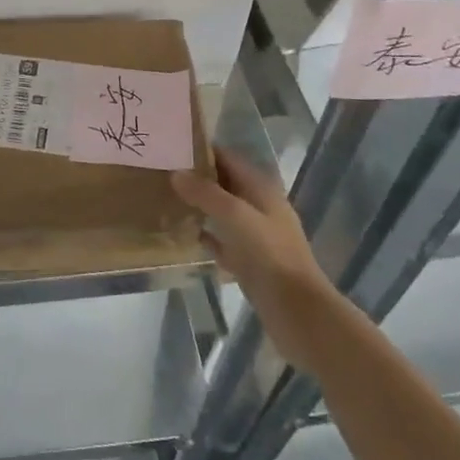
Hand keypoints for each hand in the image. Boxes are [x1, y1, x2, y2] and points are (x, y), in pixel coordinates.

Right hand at [172, 152, 331, 356]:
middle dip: (197, 177)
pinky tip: (183, 235)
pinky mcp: (249, 263)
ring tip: (165, 199)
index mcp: (261, 190)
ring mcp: (255, 237)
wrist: (298, 312)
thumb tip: (176, 173)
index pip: (229, 159)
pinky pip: (222, 241)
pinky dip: (205, 235)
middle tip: (161, 172)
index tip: (171, 146)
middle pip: (224, 184)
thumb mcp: (236, 216)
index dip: (203, 150)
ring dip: (199, 206)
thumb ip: (206, 193)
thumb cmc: (270, 256)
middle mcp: (259, 208)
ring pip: (222, 213)